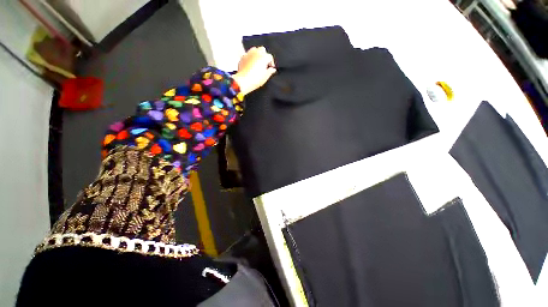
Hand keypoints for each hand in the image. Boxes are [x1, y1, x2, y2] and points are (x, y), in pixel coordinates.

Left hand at [232, 47, 276, 95]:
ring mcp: (249, 54)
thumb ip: (270, 72)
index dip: (271, 62)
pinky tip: (250, 65)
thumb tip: (273, 70)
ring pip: (254, 50)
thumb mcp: (265, 77)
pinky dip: (250, 58)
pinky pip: (248, 54)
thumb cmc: (255, 79)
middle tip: (264, 64)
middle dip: (264, 55)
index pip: (270, 57)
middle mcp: (256, 53)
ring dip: (257, 54)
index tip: (271, 67)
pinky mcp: (243, 57)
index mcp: (264, 57)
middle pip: (262, 50)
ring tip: (257, 63)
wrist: (244, 81)